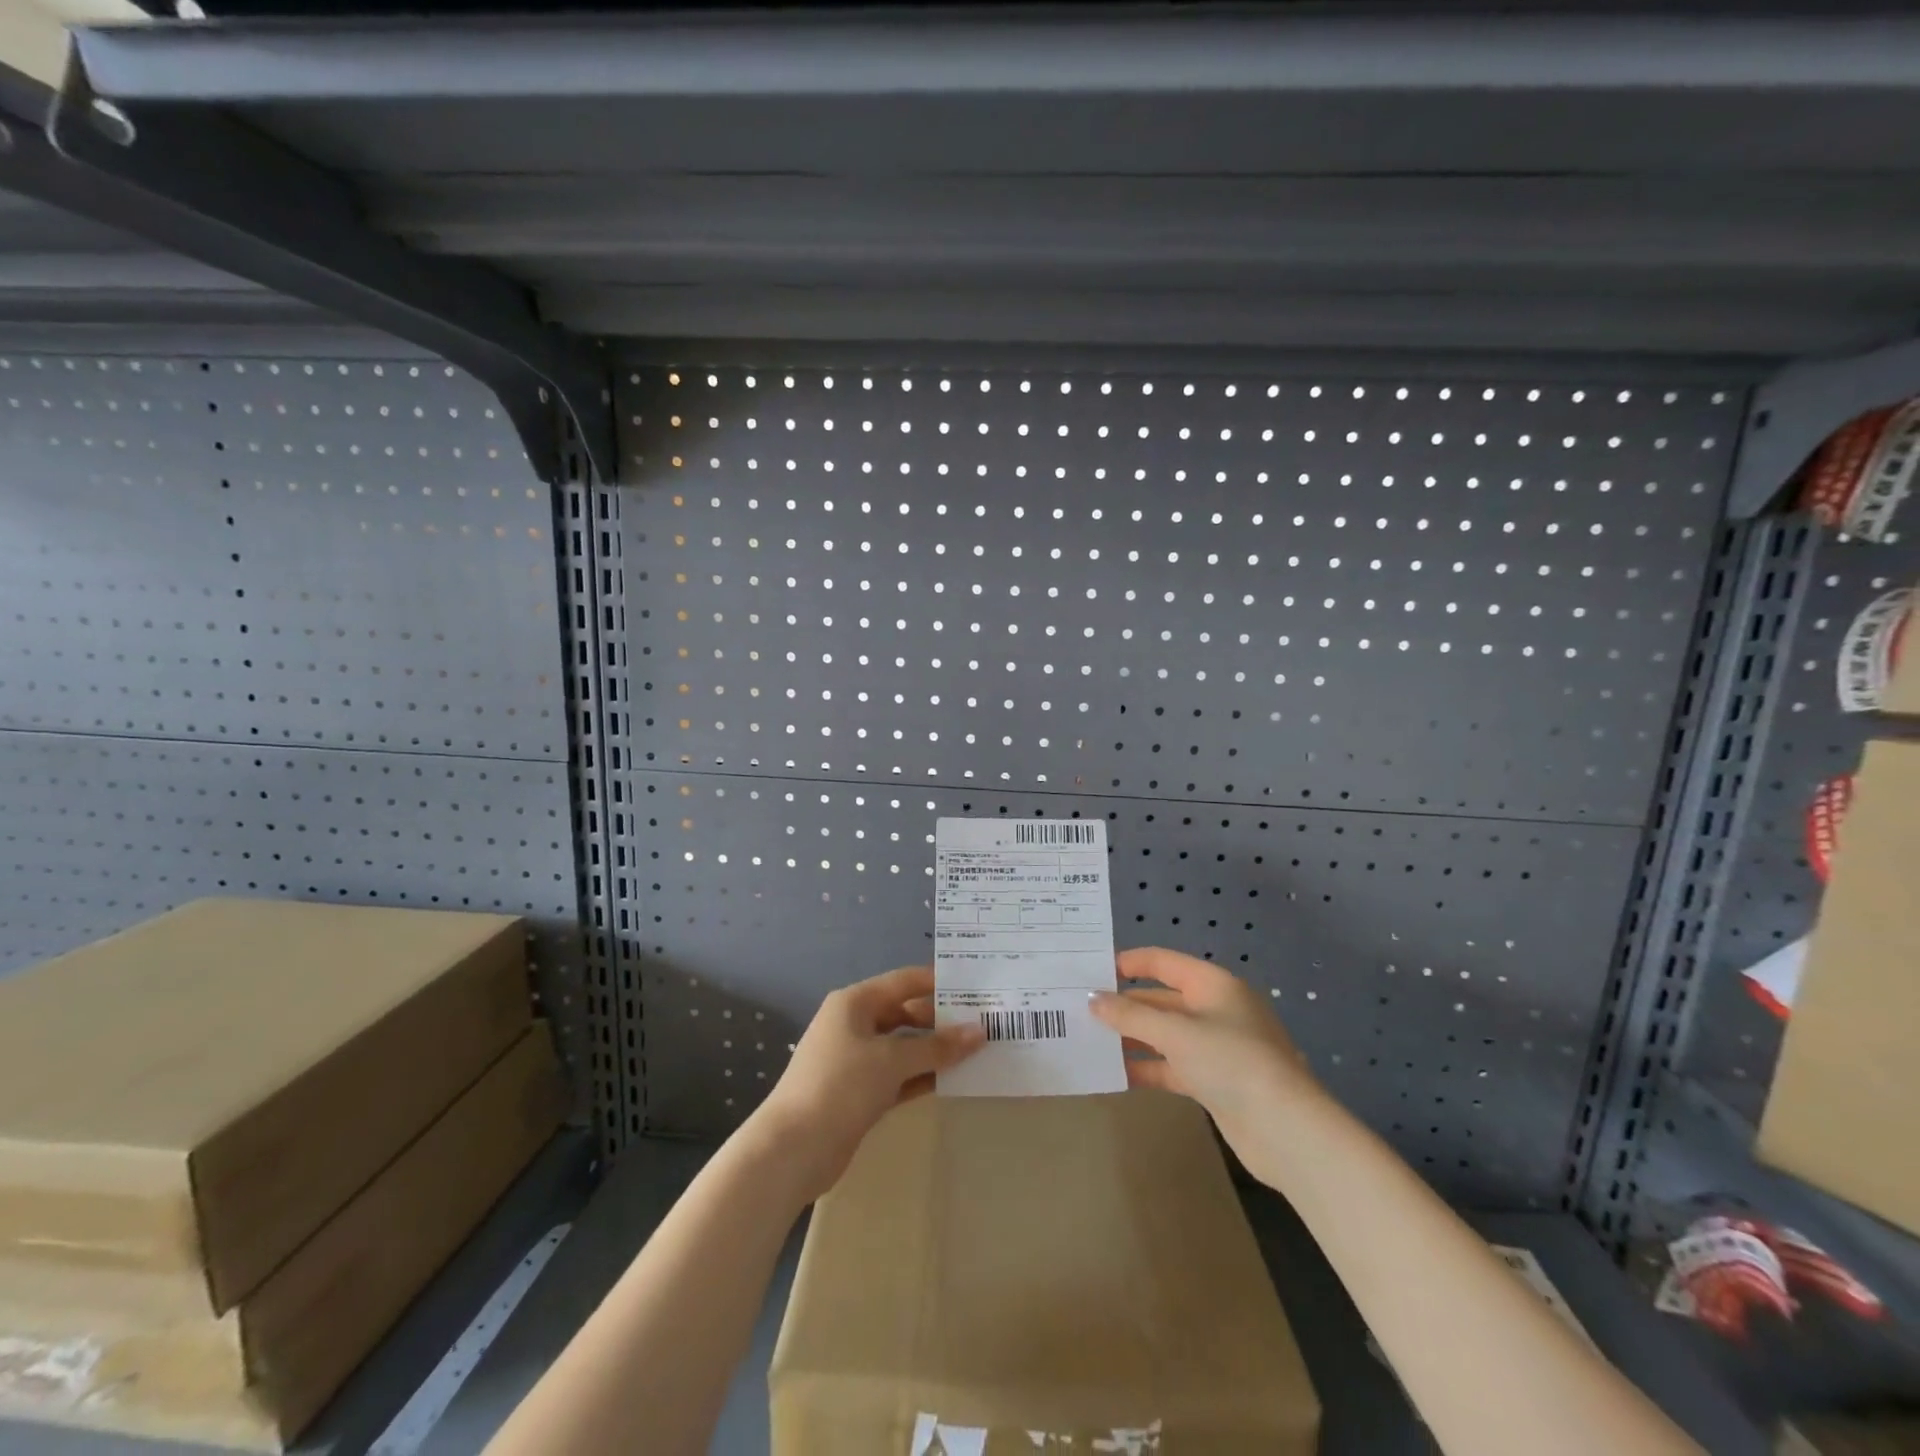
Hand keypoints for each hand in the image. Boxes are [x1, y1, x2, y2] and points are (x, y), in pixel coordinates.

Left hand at [750, 965, 985, 1202]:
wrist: (792, 1149)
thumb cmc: (841, 1086)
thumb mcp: (892, 1061)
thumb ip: (937, 1046)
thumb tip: (980, 1032)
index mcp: (855, 1002)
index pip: (904, 982)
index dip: (939, 983)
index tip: (977, 987)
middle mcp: (854, 1024)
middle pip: (905, 1013)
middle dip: (941, 1019)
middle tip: (984, 1023)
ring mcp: (855, 1059)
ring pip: (903, 1046)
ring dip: (934, 1050)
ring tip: (977, 1050)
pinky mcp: (859, 1092)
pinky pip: (898, 1075)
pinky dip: (921, 1075)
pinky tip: (952, 1079)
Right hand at [1090, 947, 1320, 1182]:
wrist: (1286, 1131)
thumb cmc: (1231, 1062)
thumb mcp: (1176, 1033)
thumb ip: (1131, 1016)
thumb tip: (1093, 1000)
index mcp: (1213, 984)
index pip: (1162, 962)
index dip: (1128, 963)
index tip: (1090, 971)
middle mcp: (1215, 1009)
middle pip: (1161, 999)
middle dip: (1125, 1005)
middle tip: (1081, 1010)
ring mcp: (1216, 1047)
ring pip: (1165, 1034)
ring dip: (1132, 1037)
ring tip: (1090, 1040)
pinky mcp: (1215, 1081)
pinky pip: (1173, 1065)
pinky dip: (1148, 1067)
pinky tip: (1117, 1073)